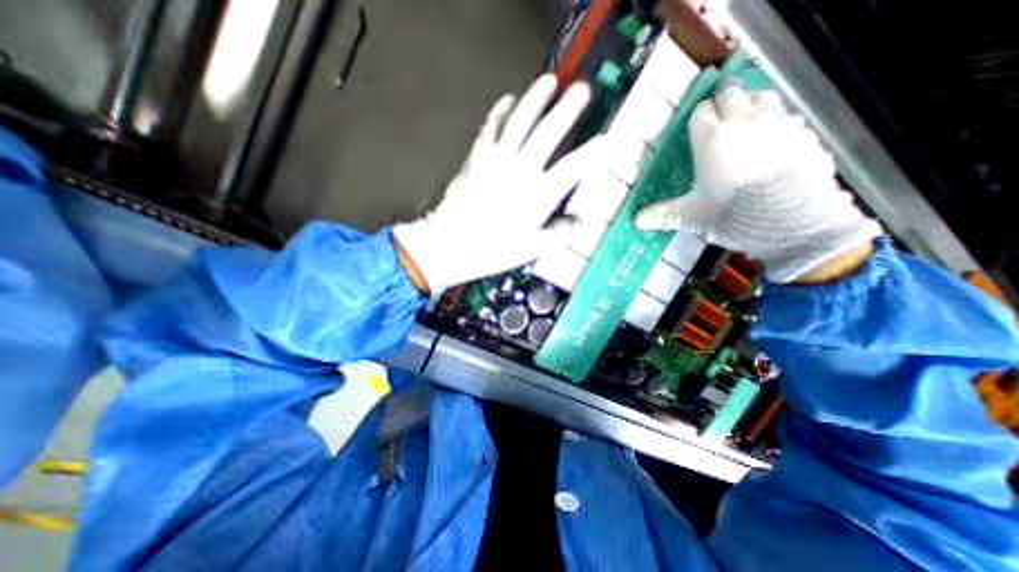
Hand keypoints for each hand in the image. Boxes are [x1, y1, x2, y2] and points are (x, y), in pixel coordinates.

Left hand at [391, 74, 599, 294]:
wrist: (450, 244)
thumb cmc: (494, 250)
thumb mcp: (532, 248)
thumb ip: (560, 232)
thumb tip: (583, 222)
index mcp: (539, 195)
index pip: (572, 168)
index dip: (592, 152)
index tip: (606, 139)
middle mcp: (522, 170)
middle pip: (549, 132)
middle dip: (568, 109)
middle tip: (582, 89)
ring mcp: (497, 159)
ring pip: (520, 121)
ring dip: (536, 99)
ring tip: (549, 81)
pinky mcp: (477, 157)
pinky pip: (490, 127)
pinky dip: (500, 112)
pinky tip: (508, 100)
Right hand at [636, 82, 880, 283]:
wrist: (791, 223)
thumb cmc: (731, 215)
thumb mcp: (690, 217)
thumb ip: (662, 214)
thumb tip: (636, 221)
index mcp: (712, 139)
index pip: (700, 112)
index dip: (697, 117)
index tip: (696, 128)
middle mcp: (744, 121)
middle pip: (731, 94)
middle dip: (723, 99)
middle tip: (719, 111)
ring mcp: (778, 123)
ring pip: (762, 96)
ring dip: (751, 102)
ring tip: (746, 117)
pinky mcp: (804, 132)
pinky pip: (788, 115)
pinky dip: (777, 119)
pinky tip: (774, 137)